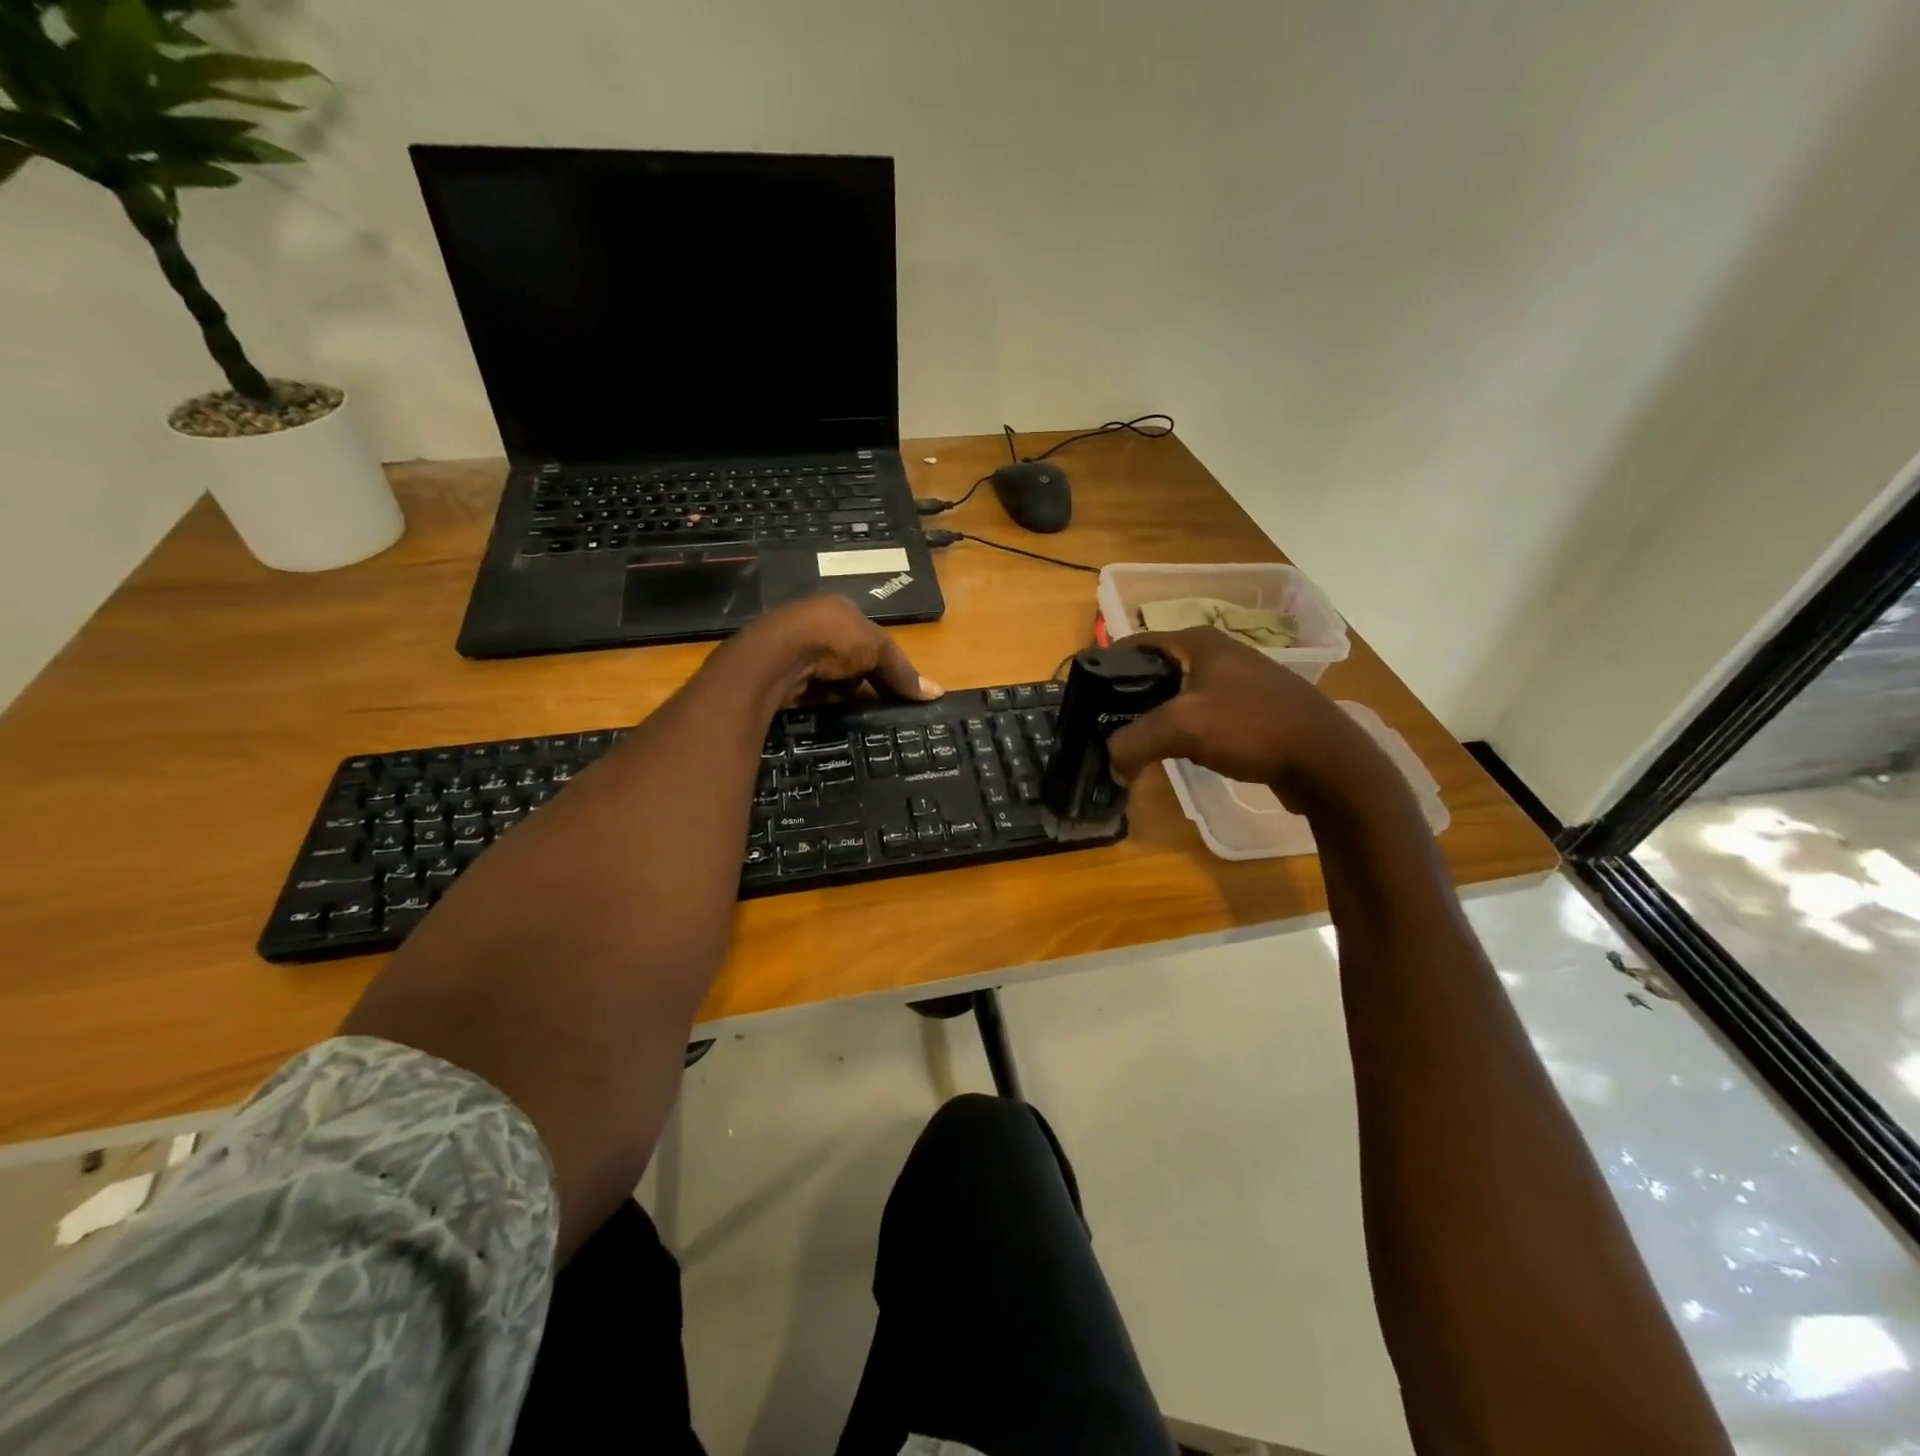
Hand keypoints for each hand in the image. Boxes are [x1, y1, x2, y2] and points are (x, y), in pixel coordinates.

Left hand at [736, 594, 942, 706]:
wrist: (778, 654)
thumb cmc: (833, 639)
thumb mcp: (878, 650)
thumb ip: (904, 672)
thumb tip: (938, 693)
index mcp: (840, 609)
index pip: (868, 637)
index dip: (882, 662)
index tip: (892, 688)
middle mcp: (814, 622)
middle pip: (847, 657)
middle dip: (858, 678)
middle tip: (873, 703)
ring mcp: (793, 646)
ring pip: (826, 674)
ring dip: (838, 691)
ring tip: (850, 709)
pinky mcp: (778, 670)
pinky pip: (806, 688)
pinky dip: (818, 699)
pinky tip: (824, 709)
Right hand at [1107, 627, 1372, 807]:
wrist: (1326, 759)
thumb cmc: (1250, 727)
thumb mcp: (1181, 728)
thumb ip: (1133, 741)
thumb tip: (1111, 762)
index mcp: (1199, 642)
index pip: (1136, 643)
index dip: (1107, 665)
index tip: (1085, 695)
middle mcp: (1219, 653)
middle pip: (1157, 669)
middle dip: (1129, 695)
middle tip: (1105, 724)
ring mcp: (1240, 681)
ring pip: (1181, 694)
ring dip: (1156, 715)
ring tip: (1134, 740)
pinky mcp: (1253, 709)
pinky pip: (1204, 714)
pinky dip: (1184, 729)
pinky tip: (1175, 751)